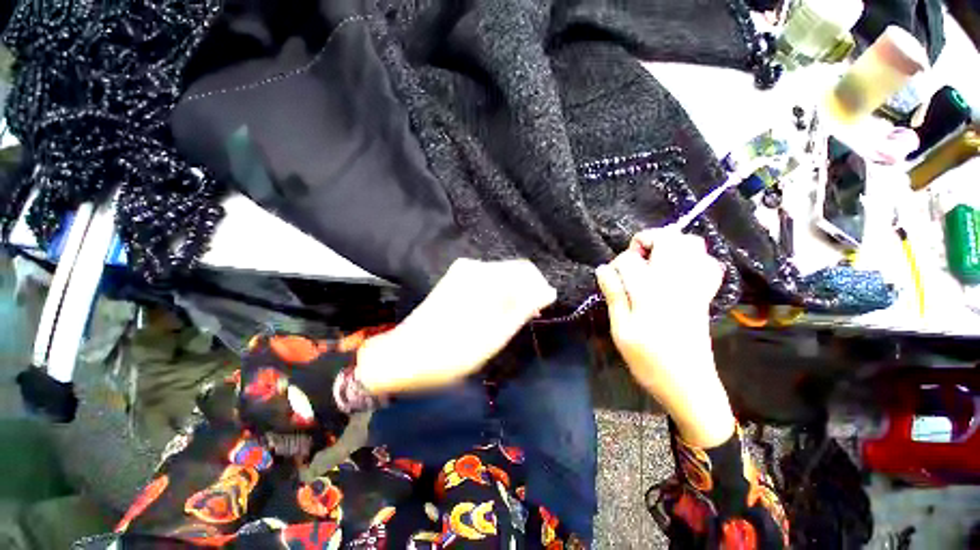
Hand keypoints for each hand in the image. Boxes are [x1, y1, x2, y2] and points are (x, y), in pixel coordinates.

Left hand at [357, 258, 556, 394]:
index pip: (526, 270)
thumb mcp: (496, 335)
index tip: (540, 311)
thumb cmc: (453, 352)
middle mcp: (473, 267)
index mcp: (485, 277)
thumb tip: (548, 291)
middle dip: (525, 293)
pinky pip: (486, 282)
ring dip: (511, 296)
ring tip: (510, 321)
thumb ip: (524, 308)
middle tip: (527, 319)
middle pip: (513, 271)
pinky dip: (496, 296)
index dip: (539, 289)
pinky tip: (494, 314)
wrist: (404, 356)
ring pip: (500, 277)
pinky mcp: (455, 280)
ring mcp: (461, 272)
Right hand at [596, 229, 734, 447]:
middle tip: (636, 260)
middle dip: (647, 240)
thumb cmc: (648, 361)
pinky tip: (678, 272)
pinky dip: (694, 259)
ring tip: (655, 262)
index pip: (629, 260)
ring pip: (693, 244)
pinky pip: (710, 263)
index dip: (616, 264)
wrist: (689, 386)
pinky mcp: (706, 295)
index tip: (612, 278)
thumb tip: (603, 269)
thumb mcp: (621, 331)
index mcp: (651, 293)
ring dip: (670, 246)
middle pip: (669, 238)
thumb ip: (614, 296)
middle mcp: (677, 283)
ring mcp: (696, 287)